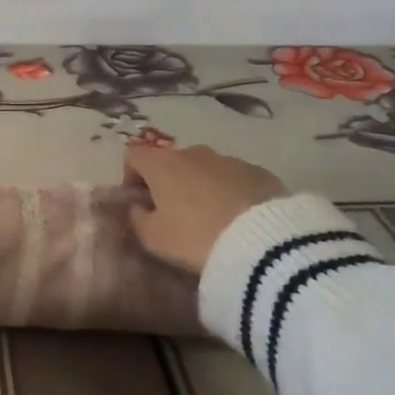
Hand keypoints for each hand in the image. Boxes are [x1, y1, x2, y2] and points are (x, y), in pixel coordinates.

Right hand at [124, 143, 288, 273]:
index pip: (134, 155)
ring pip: (205, 170)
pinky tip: (238, 220)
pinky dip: (230, 193)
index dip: (130, 176)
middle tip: (174, 215)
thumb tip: (138, 207)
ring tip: (211, 220)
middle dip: (168, 184)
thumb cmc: (195, 237)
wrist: (263, 242)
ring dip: (200, 187)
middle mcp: (194, 153)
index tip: (139, 202)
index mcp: (162, 164)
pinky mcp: (259, 172)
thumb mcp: (154, 238)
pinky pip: (234, 179)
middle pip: (171, 162)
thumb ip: (138, 219)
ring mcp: (229, 160)